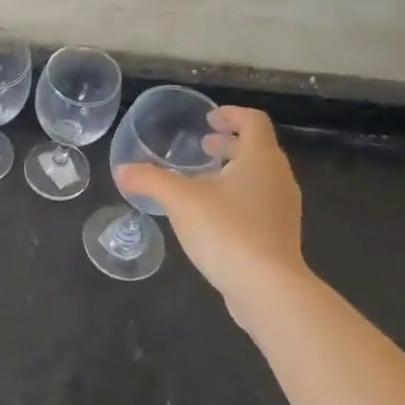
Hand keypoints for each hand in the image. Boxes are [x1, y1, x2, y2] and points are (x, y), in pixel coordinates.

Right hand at [116, 107, 310, 334]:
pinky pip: (259, 203)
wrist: (268, 289)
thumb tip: (122, 170)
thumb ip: (150, 180)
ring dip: (232, 171)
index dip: (231, 114)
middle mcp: (278, 178)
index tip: (208, 118)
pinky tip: (211, 215)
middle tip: (202, 146)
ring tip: (202, 180)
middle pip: (257, 149)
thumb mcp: (180, 200)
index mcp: (260, 159)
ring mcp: (282, 209)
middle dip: (229, 144)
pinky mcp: (279, 235)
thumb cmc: (227, 231)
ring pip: (259, 177)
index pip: (253, 121)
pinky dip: (237, 196)